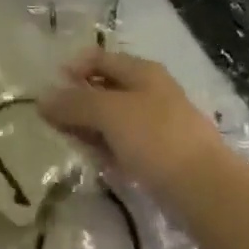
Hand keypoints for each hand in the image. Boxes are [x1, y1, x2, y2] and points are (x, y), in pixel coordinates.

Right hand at [42, 46, 226, 201]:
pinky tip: (98, 163)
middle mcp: (151, 91)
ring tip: (71, 143)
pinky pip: (126, 145)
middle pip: (105, 88)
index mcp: (142, 71)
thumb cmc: (156, 138)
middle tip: (53, 122)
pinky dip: (108, 149)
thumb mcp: (109, 112)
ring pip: (114, 119)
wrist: (206, 190)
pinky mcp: (162, 155)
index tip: (48, 91)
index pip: (98, 58)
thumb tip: (42, 98)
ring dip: (91, 129)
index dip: (72, 69)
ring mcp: (159, 124)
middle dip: (78, 102)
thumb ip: (74, 103)